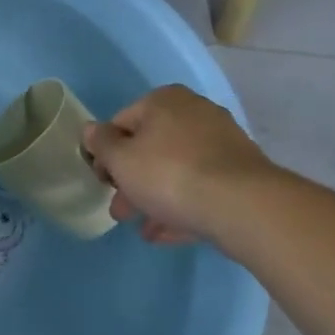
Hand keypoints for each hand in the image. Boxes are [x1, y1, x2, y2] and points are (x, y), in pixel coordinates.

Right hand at [84, 85, 284, 244]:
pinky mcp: (242, 173)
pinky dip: (182, 206)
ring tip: (144, 229)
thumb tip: (91, 131)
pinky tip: (168, 234)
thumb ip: (101, 144)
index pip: (122, 122)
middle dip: (132, 180)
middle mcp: (194, 112)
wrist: (243, 205)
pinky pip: (201, 187)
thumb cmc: (170, 174)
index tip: (102, 182)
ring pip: (177, 169)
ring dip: (155, 197)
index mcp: (163, 100)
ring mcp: (222, 142)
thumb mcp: (121, 160)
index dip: (106, 153)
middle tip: (121, 210)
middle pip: (151, 147)